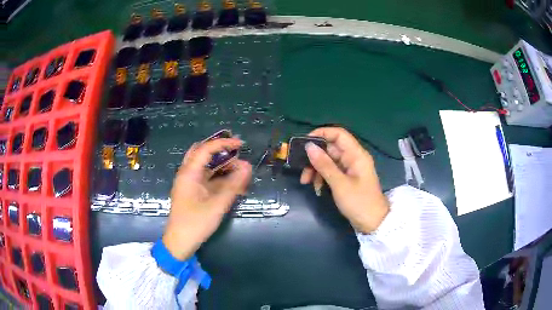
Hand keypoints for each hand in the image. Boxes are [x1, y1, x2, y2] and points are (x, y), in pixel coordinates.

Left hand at [163, 138, 251, 259]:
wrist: (180, 242)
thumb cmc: (196, 223)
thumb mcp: (217, 204)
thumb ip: (233, 185)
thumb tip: (248, 166)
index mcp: (189, 173)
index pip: (206, 148)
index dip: (224, 143)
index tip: (241, 145)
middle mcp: (187, 173)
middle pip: (202, 153)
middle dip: (221, 151)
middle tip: (238, 153)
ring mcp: (189, 183)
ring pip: (205, 166)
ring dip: (222, 165)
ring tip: (240, 170)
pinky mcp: (192, 191)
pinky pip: (206, 178)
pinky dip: (219, 177)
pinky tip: (232, 183)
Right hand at [300, 127, 389, 233]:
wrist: (373, 223)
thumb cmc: (359, 203)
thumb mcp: (339, 184)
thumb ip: (324, 164)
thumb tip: (309, 146)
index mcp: (356, 155)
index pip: (338, 134)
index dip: (321, 133)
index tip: (304, 143)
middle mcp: (353, 158)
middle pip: (330, 149)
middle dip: (314, 158)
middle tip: (302, 169)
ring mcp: (350, 169)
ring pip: (329, 161)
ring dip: (316, 169)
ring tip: (306, 182)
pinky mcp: (347, 179)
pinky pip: (331, 172)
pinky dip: (322, 178)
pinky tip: (317, 189)